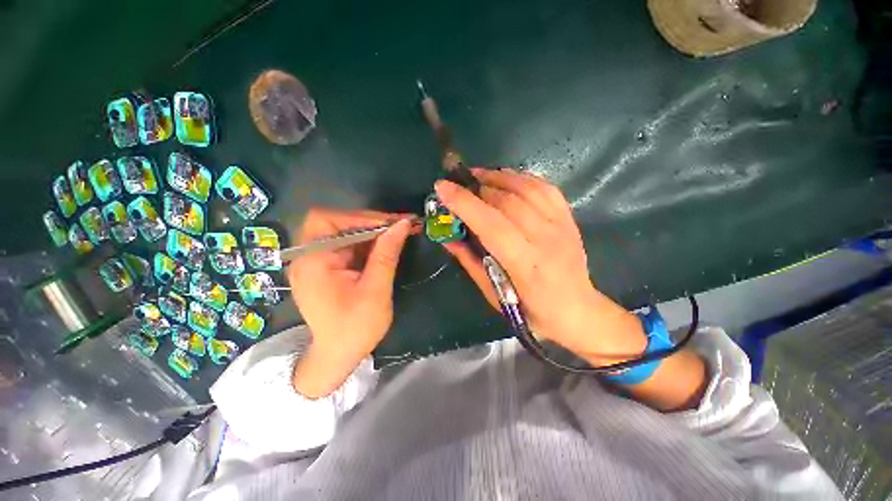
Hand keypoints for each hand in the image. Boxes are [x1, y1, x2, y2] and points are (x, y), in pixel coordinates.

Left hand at [287, 208, 413, 397]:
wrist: (338, 357)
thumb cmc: (355, 328)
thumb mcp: (375, 290)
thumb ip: (386, 254)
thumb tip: (402, 224)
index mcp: (312, 261)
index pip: (329, 220)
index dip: (361, 217)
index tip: (393, 223)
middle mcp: (308, 256)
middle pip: (335, 223)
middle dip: (369, 222)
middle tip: (399, 226)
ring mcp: (317, 262)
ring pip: (345, 233)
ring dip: (372, 232)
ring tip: (399, 233)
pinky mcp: (327, 268)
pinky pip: (348, 246)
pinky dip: (368, 244)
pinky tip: (386, 246)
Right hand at [435, 169, 646, 364]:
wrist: (576, 310)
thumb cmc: (530, 310)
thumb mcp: (493, 293)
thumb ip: (469, 262)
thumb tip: (446, 237)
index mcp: (525, 265)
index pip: (491, 225)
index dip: (465, 203)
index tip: (442, 187)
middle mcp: (546, 240)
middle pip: (507, 201)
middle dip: (477, 187)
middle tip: (458, 184)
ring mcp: (561, 225)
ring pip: (527, 188)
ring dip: (497, 177)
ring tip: (478, 176)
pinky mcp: (569, 218)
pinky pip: (545, 188)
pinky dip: (521, 178)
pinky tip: (506, 178)